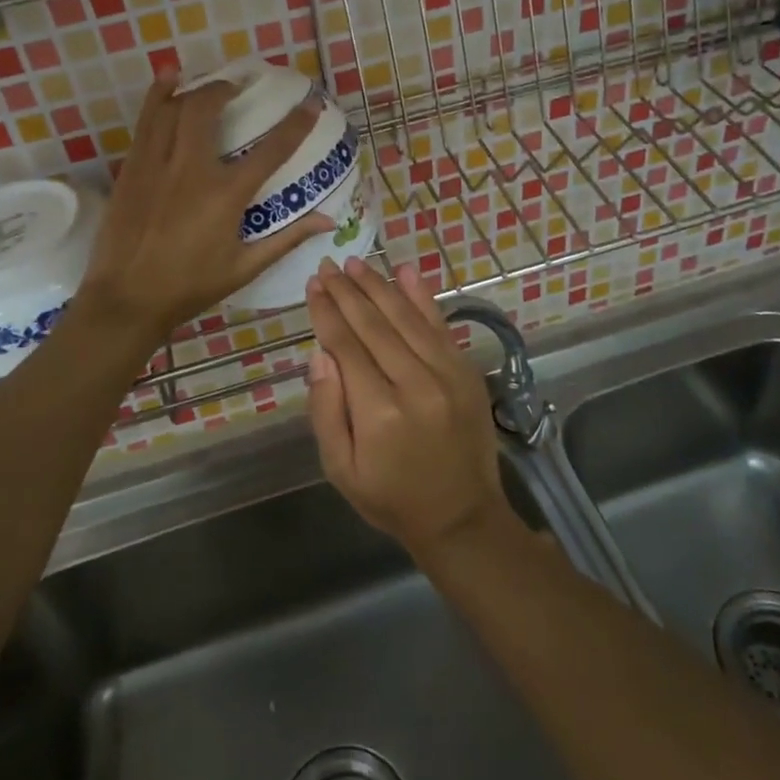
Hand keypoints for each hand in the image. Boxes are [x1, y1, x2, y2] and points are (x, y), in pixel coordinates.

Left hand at [79, 70, 333, 339]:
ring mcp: (156, 165)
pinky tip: (166, 83)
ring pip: (171, 108)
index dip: (296, 124)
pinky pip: (145, 122)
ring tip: (203, 81)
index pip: (271, 150)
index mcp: (225, 195)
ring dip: (190, 88)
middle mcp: (191, 170)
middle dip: (225, 89)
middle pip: (207, 110)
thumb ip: (287, 239)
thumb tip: (328, 220)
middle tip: (237, 87)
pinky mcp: (132, 169)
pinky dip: (157, 97)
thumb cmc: (190, 287)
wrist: (127, 299)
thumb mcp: (244, 267)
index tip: (311, 103)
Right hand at [305, 257, 507, 557]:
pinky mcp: (466, 371)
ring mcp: (447, 374)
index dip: (326, 312)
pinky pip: (440, 325)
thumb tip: (320, 354)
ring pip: (406, 317)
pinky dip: (422, 297)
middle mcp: (415, 384)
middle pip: (374, 324)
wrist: (462, 516)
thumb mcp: (340, 469)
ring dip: (379, 286)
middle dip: (347, 291)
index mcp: (378, 412)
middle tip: (328, 265)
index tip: (313, 285)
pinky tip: (406, 272)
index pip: (346, 346)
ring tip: (356, 263)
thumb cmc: (391, 497)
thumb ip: (326, 410)